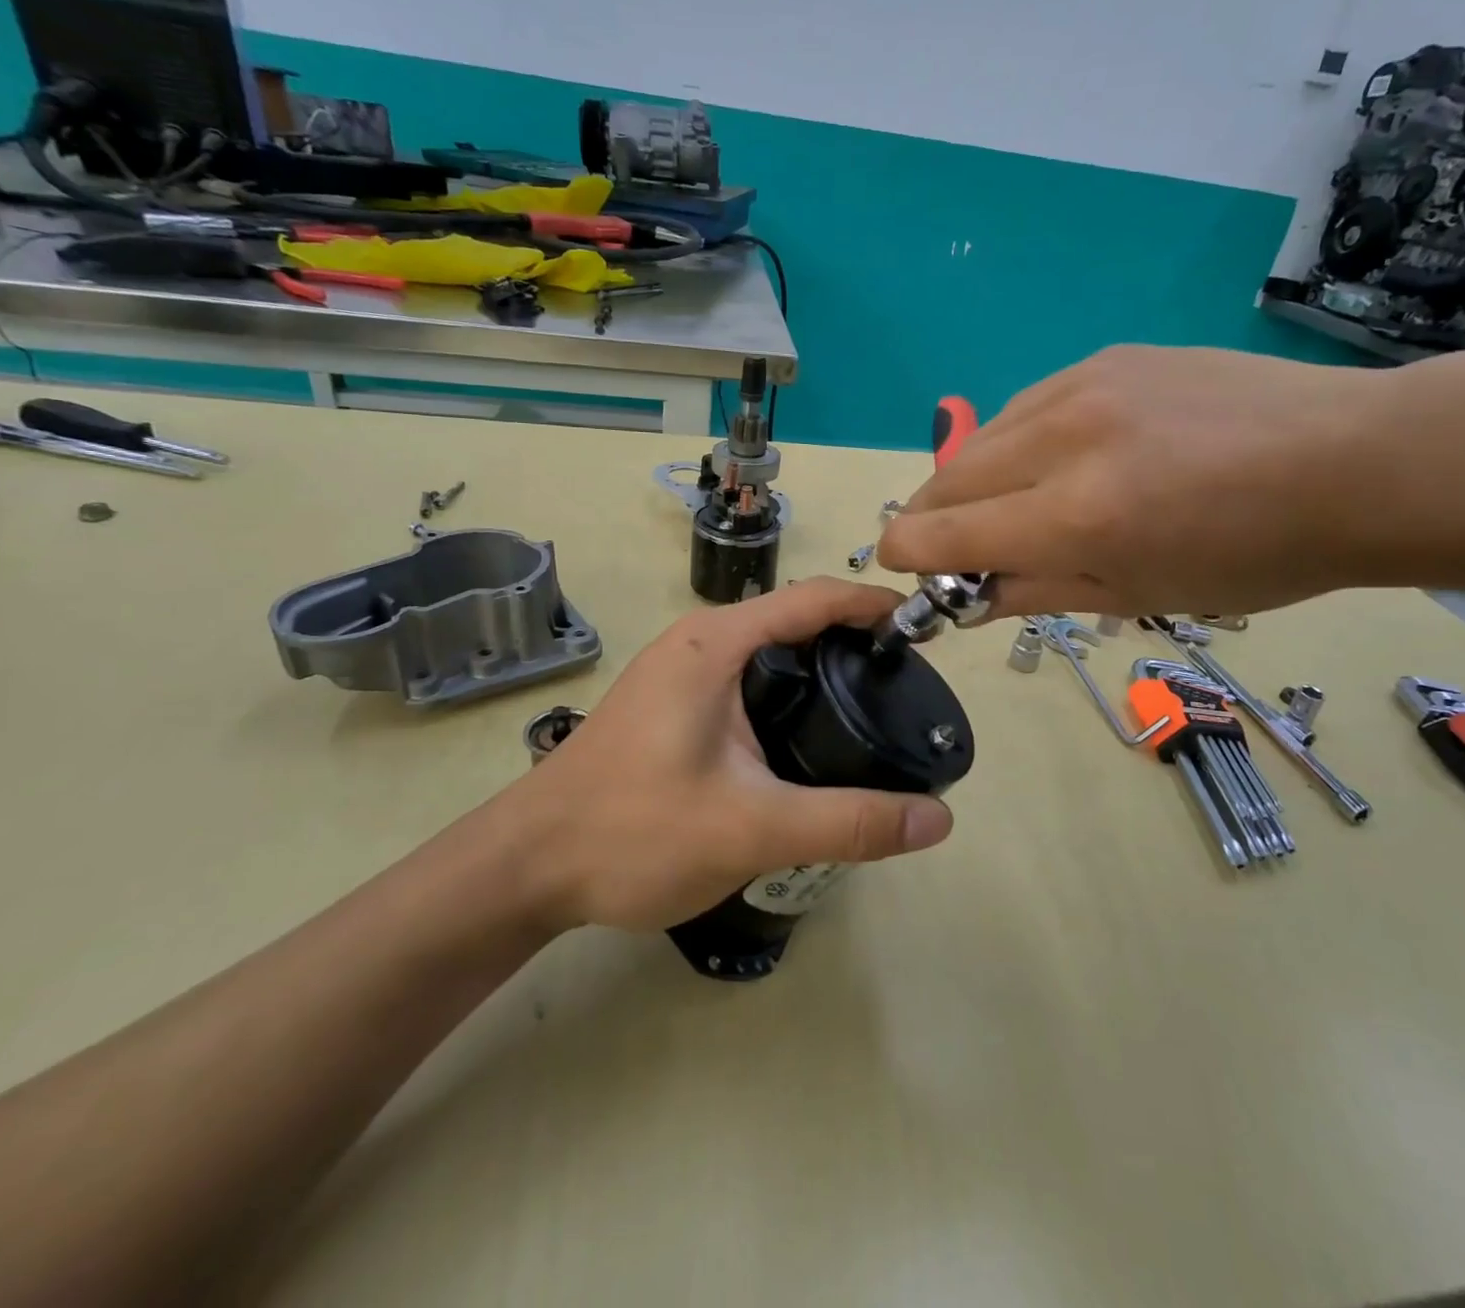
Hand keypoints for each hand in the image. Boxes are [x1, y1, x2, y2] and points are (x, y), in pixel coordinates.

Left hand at [478, 579, 955, 932]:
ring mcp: (679, 673)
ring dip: (822, 668)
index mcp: (717, 644)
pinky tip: (811, 740)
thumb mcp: (751, 829)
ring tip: (872, 709)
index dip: (874, 604)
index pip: (815, 598)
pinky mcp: (672, 705)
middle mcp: (699, 643)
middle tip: (906, 682)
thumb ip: (849, 823)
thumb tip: (938, 821)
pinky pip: (748, 681)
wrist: (526, 867)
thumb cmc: (632, 833)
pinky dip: (791, 694)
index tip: (923, 631)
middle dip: (855, 640)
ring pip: (771, 654)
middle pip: (796, 620)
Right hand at [876, 344, 1393, 619]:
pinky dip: (1017, 444)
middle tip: (950, 549)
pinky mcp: (1106, 357)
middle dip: (929, 521)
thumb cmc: (1253, 556)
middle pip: (945, 479)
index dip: (907, 558)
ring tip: (1008, 507)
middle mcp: (1063, 440)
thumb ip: (1036, 591)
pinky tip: (1053, 461)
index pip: (940, 535)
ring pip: (980, 439)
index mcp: (1074, 517)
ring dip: (972, 482)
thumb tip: (970, 595)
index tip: (909, 572)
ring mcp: (1083, 385)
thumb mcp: (1138, 596)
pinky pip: (1026, 407)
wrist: (1354, 463)